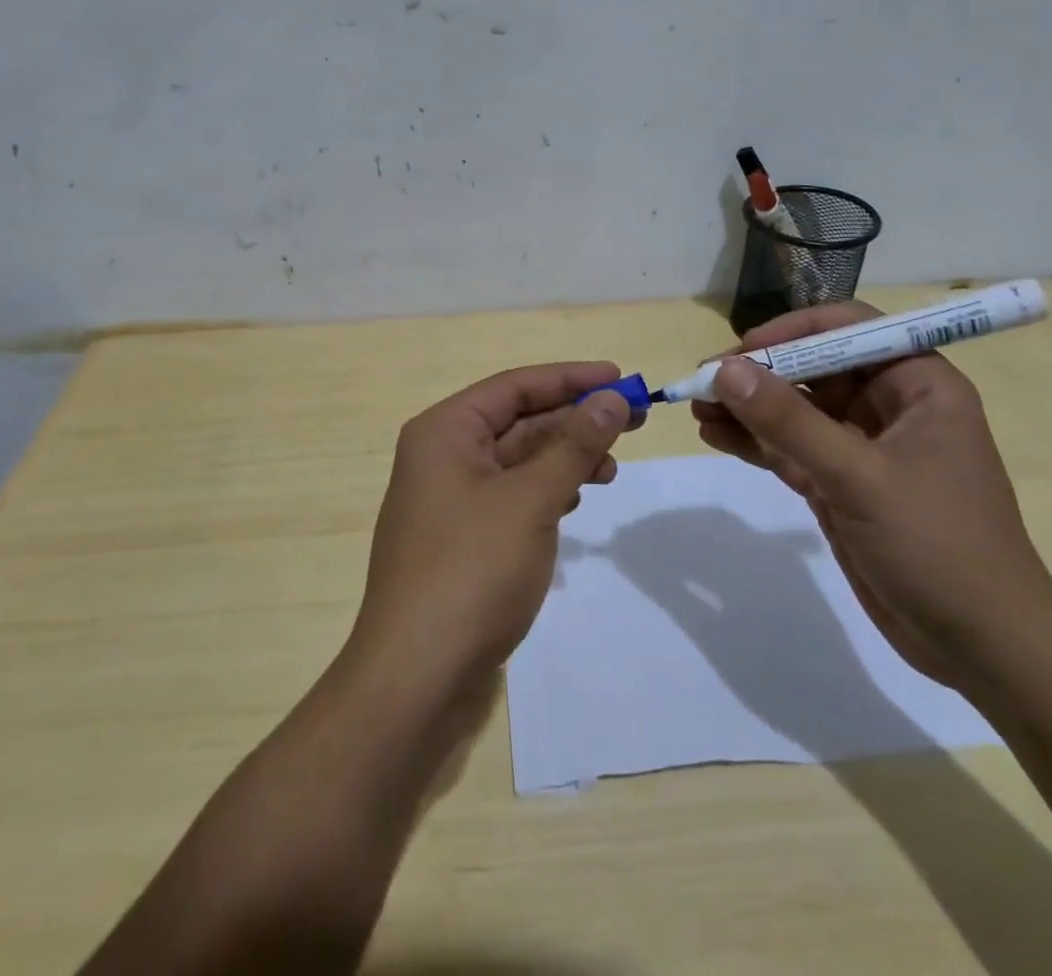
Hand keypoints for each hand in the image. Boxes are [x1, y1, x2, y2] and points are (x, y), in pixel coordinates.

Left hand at [349, 362, 629, 692]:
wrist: (417, 674)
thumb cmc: (472, 569)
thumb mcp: (532, 498)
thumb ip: (574, 444)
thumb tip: (612, 398)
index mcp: (444, 431)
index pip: (515, 386)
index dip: (570, 378)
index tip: (620, 378)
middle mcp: (442, 455)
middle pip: (518, 421)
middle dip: (574, 419)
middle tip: (633, 420)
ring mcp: (449, 499)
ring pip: (517, 460)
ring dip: (564, 457)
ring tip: (611, 469)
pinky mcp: (462, 537)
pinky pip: (511, 496)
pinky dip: (546, 491)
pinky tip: (575, 500)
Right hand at [693, 302, 1051, 688]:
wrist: (982, 648)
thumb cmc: (938, 545)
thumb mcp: (859, 477)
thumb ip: (788, 422)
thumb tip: (724, 370)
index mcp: (918, 384)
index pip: (848, 329)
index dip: (793, 332)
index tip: (743, 352)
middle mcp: (889, 405)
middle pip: (812, 367)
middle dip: (758, 373)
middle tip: (702, 382)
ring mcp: (861, 447)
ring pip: (794, 409)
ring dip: (747, 407)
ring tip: (696, 409)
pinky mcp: (840, 483)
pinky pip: (789, 447)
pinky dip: (753, 440)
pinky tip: (714, 436)